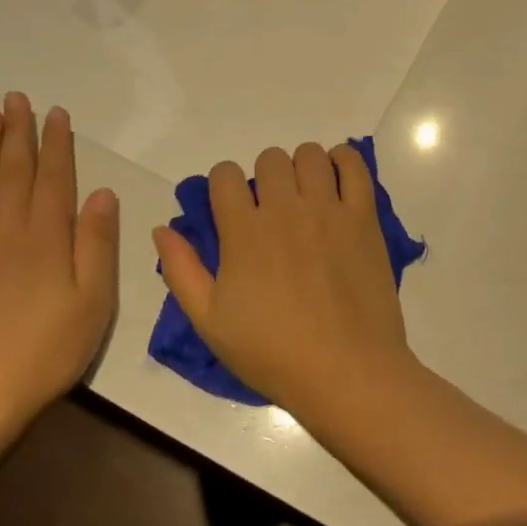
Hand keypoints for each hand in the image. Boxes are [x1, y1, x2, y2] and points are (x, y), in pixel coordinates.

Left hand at [0, 94, 118, 442]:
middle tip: (16, 98)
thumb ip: (97, 244)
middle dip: (18, 132)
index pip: (53, 177)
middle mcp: (5, 229)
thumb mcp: (94, 301)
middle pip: (12, 170)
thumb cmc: (49, 350)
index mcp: (46, 237)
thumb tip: (101, 193)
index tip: (56, 113)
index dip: (57, 143)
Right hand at [154, 142, 415, 421]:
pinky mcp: (364, 218)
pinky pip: (354, 165)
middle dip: (264, 177)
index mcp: (243, 232)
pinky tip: (336, 181)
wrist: (345, 371)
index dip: (224, 187)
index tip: (232, 210)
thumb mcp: (210, 322)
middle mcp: (285, 209)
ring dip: (302, 167)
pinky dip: (344, 161)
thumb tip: (162, 229)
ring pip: (310, 154)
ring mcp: (328, 210)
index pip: (225, 175)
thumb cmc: (273, 353)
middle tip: (271, 210)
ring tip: (306, 196)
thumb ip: (181, 271)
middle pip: (269, 159)